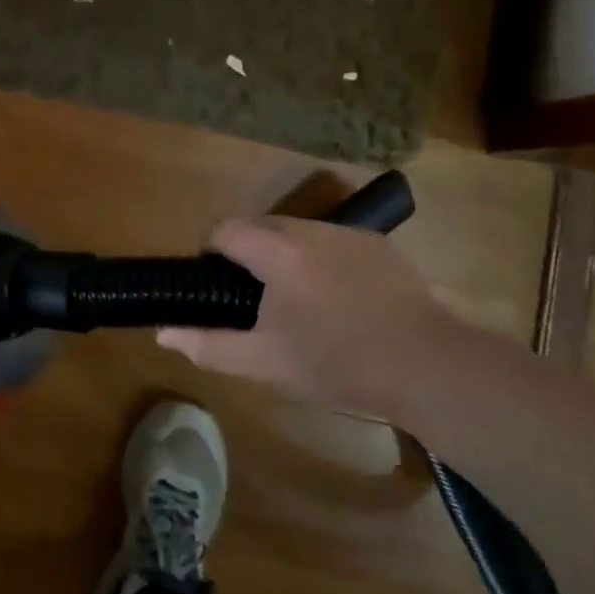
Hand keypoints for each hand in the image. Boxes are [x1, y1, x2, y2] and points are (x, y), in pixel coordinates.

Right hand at [157, 217, 461, 418]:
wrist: (430, 368)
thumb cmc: (338, 364)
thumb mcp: (265, 363)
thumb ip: (209, 344)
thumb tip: (164, 332)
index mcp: (276, 251)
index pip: (224, 229)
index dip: (211, 253)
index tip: (217, 288)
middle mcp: (309, 229)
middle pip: (258, 226)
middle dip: (247, 254)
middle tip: (254, 301)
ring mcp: (347, 233)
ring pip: (294, 231)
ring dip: (282, 254)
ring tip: (296, 300)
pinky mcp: (376, 244)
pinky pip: (329, 240)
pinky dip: (318, 259)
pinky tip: (336, 298)